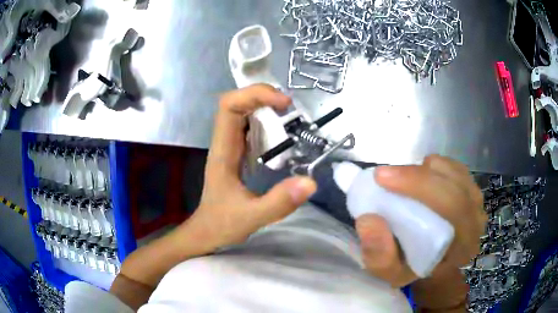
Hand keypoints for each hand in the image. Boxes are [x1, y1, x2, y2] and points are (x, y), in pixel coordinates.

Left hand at [188, 84, 316, 246]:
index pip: (229, 107)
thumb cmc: (222, 225)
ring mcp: (230, 147)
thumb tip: (311, 181)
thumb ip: (279, 202)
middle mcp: (224, 143)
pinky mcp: (237, 153)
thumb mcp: (252, 218)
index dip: (255, 96)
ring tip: (290, 115)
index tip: (283, 104)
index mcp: (223, 151)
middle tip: (290, 107)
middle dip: (262, 96)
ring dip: (265, 106)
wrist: (207, 232)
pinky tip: (282, 132)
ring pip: (242, 112)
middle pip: (236, 103)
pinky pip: (249, 127)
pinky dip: (266, 121)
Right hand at [355, 156, 485, 308]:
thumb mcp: (390, 274)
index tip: (382, 179)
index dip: (419, 186)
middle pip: (454, 185)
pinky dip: (433, 167)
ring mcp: (476, 200)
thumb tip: (369, 220)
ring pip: (452, 172)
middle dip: (416, 175)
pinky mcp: (470, 187)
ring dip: (424, 171)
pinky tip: (420, 178)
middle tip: (383, 174)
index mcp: (464, 245)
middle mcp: (476, 220)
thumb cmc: (413, 268)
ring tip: (401, 181)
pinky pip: (453, 167)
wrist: (433, 260)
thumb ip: (379, 256)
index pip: (453, 207)